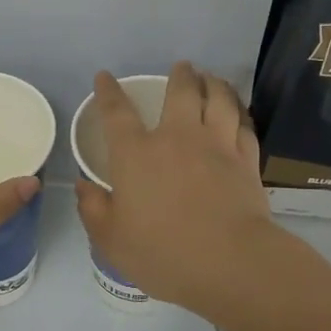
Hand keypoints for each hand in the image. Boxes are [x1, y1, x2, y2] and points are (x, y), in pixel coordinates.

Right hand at [74, 62, 277, 316]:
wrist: (231, 263)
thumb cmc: (162, 252)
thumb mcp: (111, 240)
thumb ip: (93, 209)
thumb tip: (84, 186)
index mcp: (136, 154)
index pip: (117, 112)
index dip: (108, 92)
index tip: (105, 77)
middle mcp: (177, 138)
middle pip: (181, 92)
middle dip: (180, 75)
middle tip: (182, 67)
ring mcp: (217, 146)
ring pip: (220, 100)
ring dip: (215, 84)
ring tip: (212, 78)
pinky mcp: (247, 161)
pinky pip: (244, 125)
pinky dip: (240, 113)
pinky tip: (238, 112)